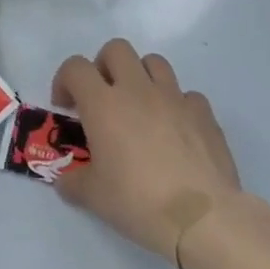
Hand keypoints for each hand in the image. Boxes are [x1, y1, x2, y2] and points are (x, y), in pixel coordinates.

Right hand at [51, 40, 243, 264]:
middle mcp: (137, 90)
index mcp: (103, 104)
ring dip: (141, 77)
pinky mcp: (204, 114)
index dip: (65, 80)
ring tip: (140, 108)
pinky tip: (175, 130)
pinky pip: (187, 95)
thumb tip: (65, 181)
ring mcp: (174, 98)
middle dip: (104, 66)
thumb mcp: (93, 197)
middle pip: (116, 49)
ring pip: (154, 62)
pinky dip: (177, 105)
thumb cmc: (139, 202)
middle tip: (103, 97)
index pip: (75, 68)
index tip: (66, 107)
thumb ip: (73, 182)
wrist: (203, 219)